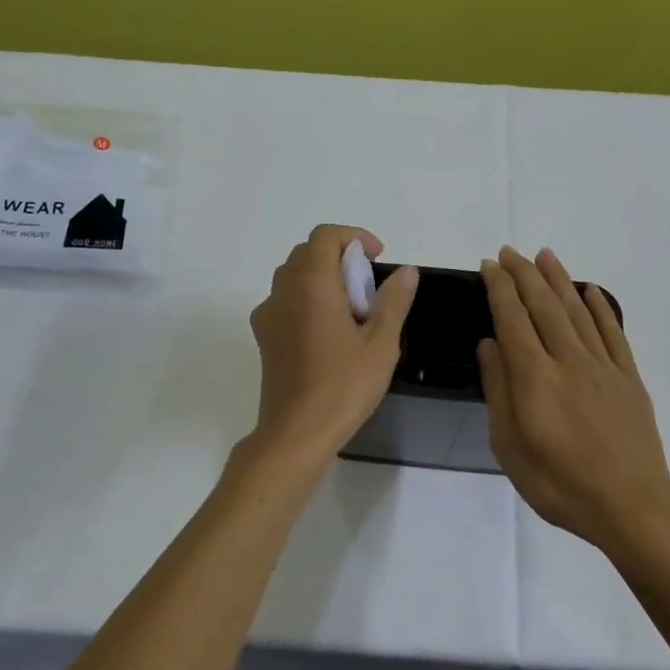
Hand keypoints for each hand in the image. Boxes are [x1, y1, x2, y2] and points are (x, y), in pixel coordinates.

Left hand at [244, 225, 418, 469]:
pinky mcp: (263, 336)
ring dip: (323, 278)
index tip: (378, 258)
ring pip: (294, 276)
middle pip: (308, 253)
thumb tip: (406, 271)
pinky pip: (285, 301)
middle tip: (369, 286)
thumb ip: (393, 301)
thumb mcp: (381, 344)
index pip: (325, 236)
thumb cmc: (343, 386)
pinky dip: (308, 299)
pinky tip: (329, 332)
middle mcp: (283, 290)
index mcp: (311, 283)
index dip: (354, 238)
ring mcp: (268, 313)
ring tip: (352, 310)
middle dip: (340, 257)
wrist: (295, 433)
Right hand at [478, 246, 669, 551]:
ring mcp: (603, 366)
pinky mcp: (629, 378)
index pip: (512, 318)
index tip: (489, 265)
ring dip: (559, 280)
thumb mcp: (510, 446)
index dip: (499, 288)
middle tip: (510, 251)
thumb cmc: (560, 483)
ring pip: (577, 311)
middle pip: (543, 305)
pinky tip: (589, 291)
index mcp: (534, 377)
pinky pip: (613, 333)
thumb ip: (498, 390)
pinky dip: (599, 308)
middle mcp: (568, 360)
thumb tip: (490, 345)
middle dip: (524, 274)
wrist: (631, 507)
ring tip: (545, 255)